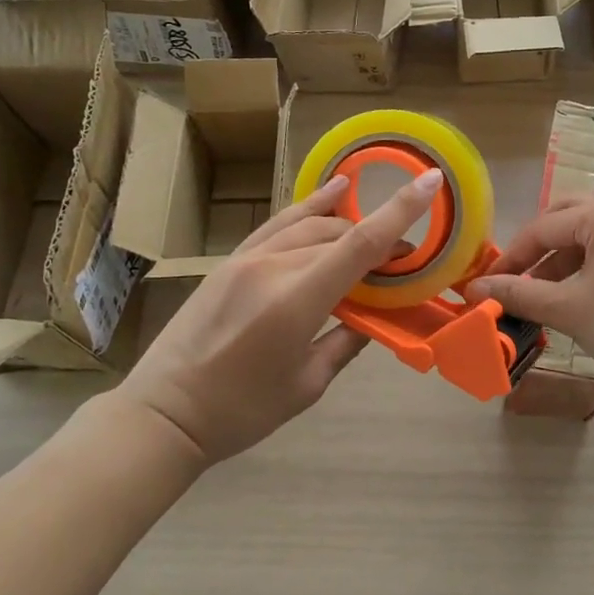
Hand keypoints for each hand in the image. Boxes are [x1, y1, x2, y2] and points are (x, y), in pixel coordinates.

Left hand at [115, 168, 442, 466]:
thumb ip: (348, 340)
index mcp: (297, 300)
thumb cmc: (242, 411)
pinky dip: (311, 206)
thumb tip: (378, 316)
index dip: (401, 210)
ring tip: (376, 232)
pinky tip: (333, 192)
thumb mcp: (308, 384)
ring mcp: (248, 258)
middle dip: (379, 240)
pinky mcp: (232, 260)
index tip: (430, 180)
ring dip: (349, 225)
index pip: (361, 243)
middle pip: (341, 235)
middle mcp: (274, 266)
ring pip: (312, 224)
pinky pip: (280, 222)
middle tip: (403, 263)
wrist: (163, 414)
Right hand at [466, 199, 593, 399]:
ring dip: (563, 259)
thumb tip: (476, 288)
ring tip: (542, 295)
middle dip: (538, 248)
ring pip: (592, 234)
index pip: (545, 226)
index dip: (511, 256)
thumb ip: (520, 294)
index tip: (487, 284)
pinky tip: (577, 296)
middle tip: (516, 278)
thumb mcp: (570, 309)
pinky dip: (589, 266)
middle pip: (569, 218)